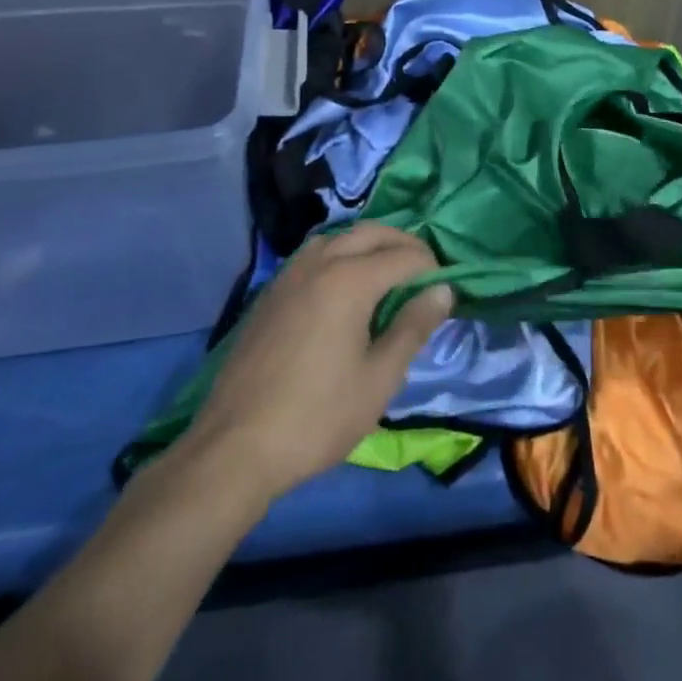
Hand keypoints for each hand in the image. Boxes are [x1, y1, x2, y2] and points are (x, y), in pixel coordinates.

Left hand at [183, 224, 454, 502]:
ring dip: (368, 245)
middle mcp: (319, 264)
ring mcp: (288, 276)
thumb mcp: (380, 378)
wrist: (235, 447)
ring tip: (386, 277)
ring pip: (338, 237)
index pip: (405, 255)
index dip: (432, 268)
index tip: (445, 293)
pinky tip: (344, 291)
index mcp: (349, 279)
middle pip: (371, 233)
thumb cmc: (318, 416)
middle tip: (423, 275)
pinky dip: (339, 256)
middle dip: (403, 245)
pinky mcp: (269, 294)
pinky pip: (313, 256)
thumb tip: (442, 291)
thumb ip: (413, 327)